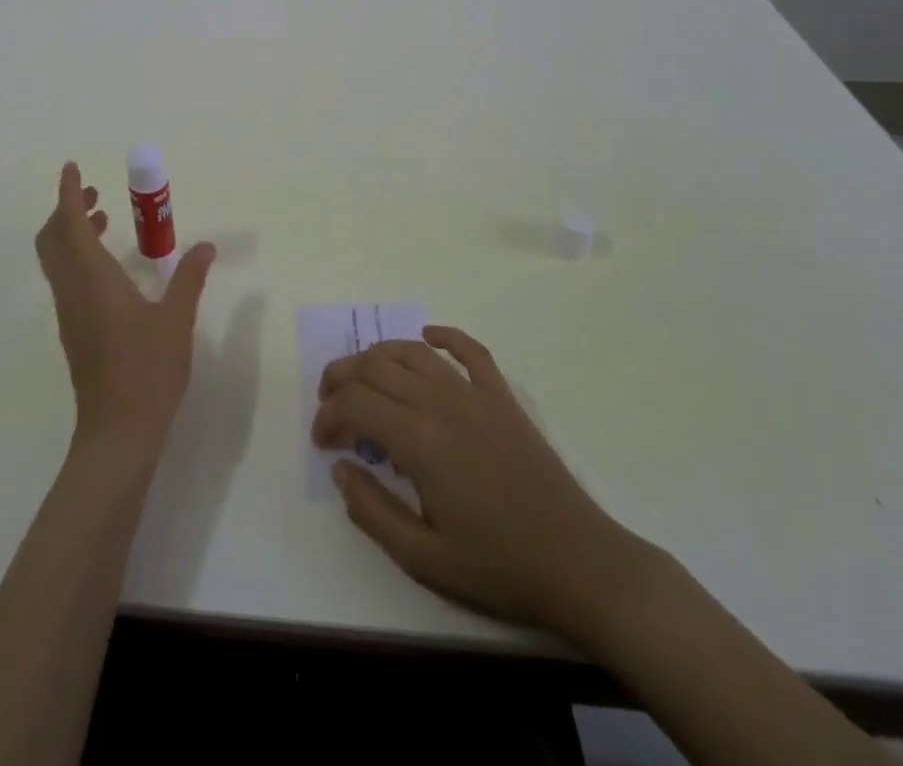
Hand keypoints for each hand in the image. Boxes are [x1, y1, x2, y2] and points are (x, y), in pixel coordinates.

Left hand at [35, 162, 215, 456]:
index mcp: (93, 279)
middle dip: (66, 210)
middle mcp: (72, 290)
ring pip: (57, 260)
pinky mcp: (73, 331)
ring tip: (103, 220)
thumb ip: (189, 278)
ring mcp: (69, 313)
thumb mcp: (176, 320)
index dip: (68, 193)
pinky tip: (110, 267)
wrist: (117, 432)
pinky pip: (66, 280)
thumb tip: (204, 246)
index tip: (72, 168)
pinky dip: (78, 257)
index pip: (69, 223)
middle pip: (52, 239)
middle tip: (94, 195)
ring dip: (71, 233)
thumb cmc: (147, 371)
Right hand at [314, 325, 653, 647]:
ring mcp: (475, 394)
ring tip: (362, 376)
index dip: (328, 415)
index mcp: (419, 439)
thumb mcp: (424, 558)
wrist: (580, 563)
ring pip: (412, 351)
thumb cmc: (499, 566)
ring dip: (377, 355)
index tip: (322, 442)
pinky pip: (469, 350)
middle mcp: (441, 401)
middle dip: (342, 377)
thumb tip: (340, 468)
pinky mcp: (502, 397)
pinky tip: (427, 336)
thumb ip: (372, 511)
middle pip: (375, 366)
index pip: (355, 403)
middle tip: (330, 405)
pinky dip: (443, 336)